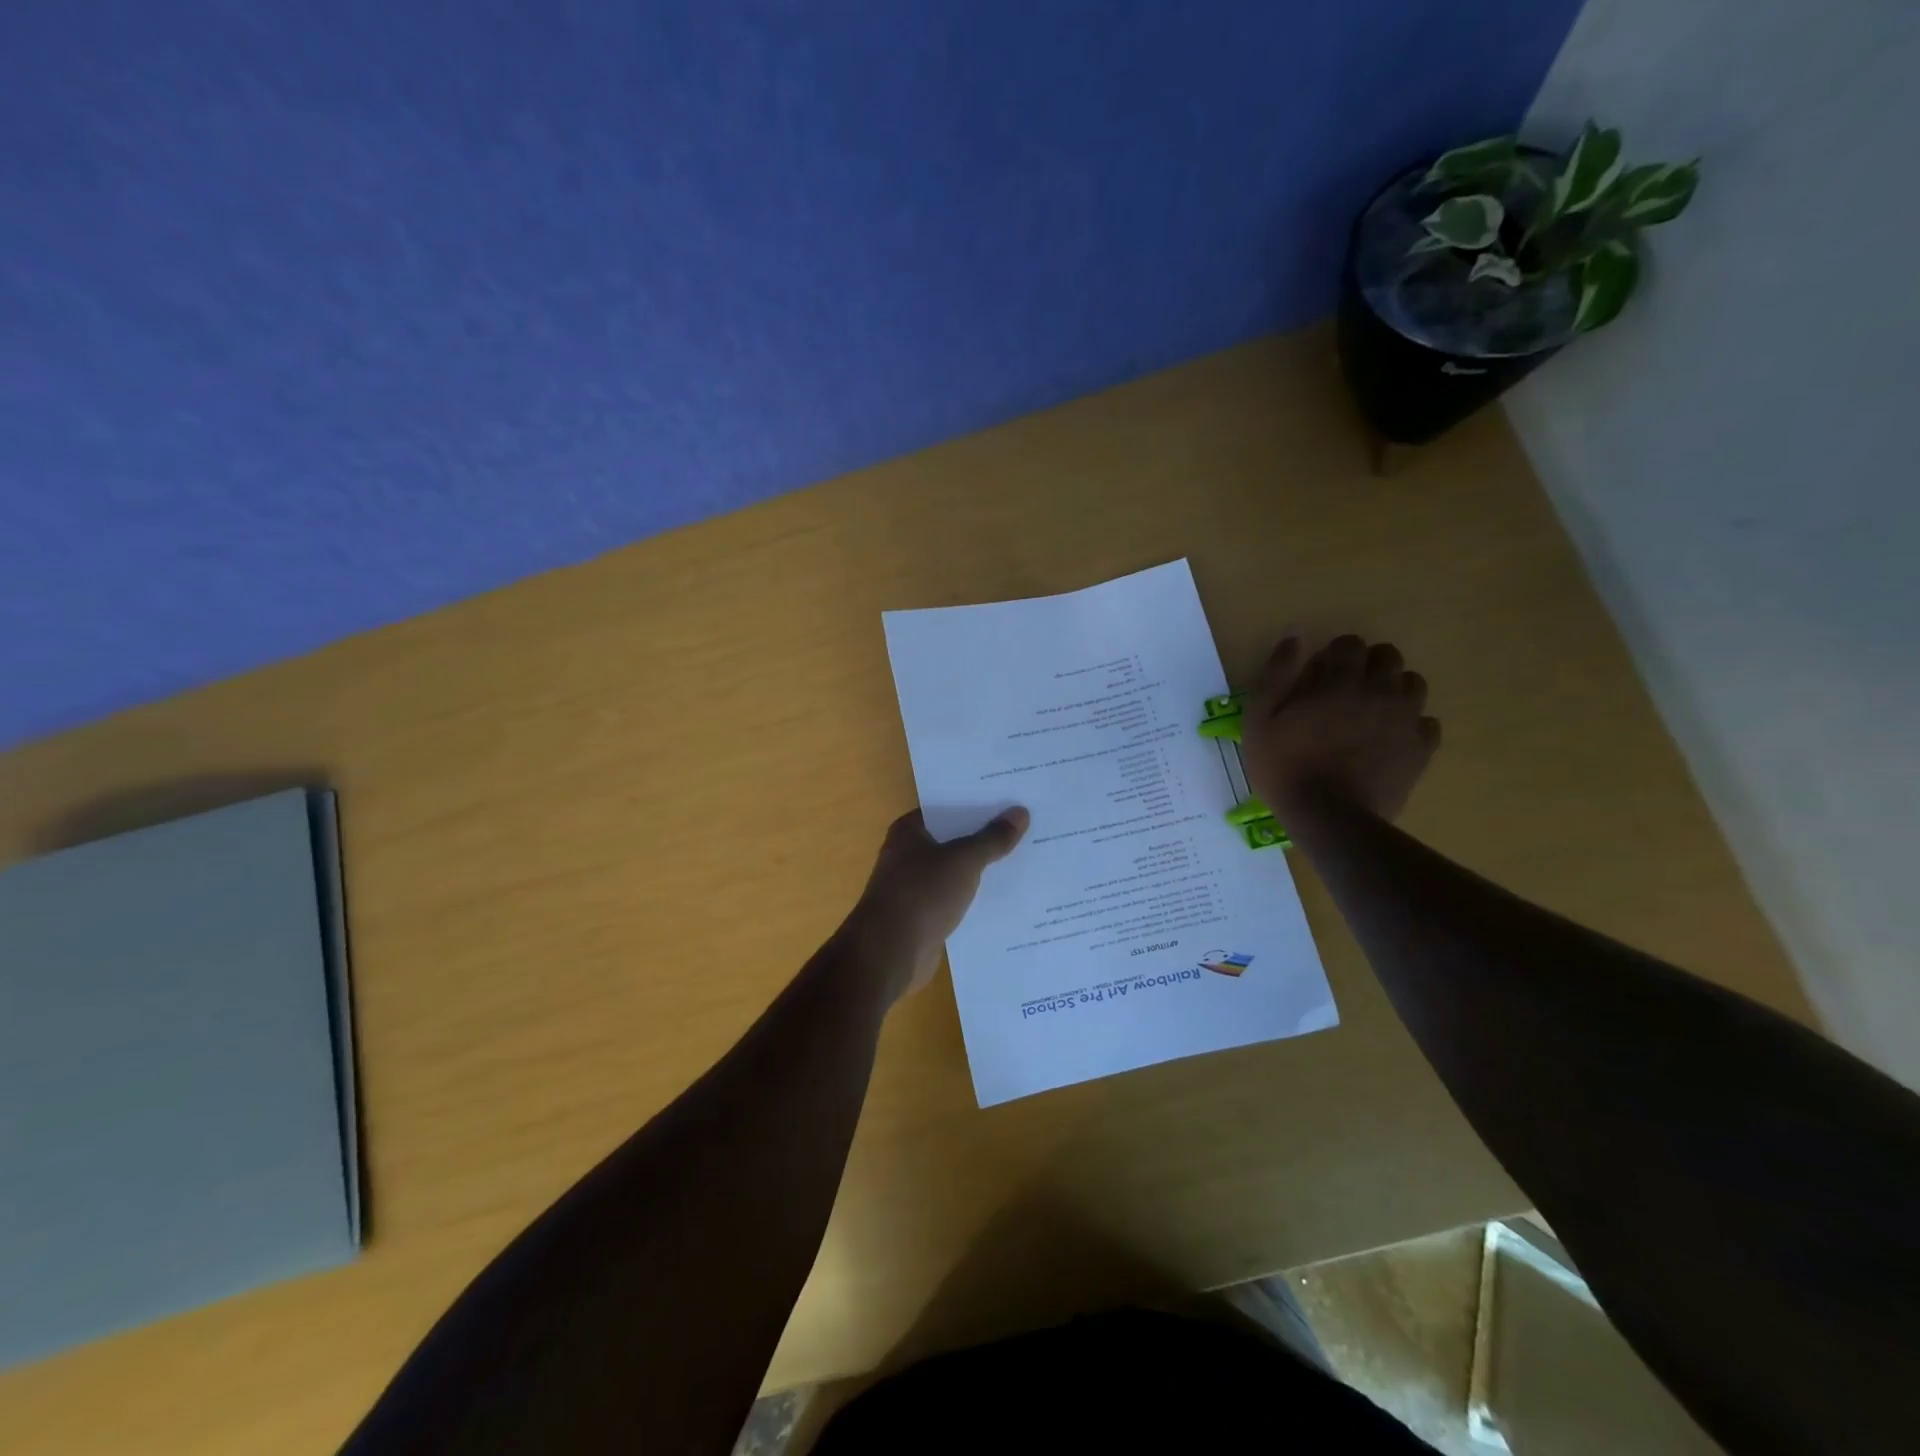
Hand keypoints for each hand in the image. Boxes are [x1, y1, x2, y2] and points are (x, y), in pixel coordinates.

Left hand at [840, 807, 1030, 1002]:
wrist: (890, 953)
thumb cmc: (921, 894)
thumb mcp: (963, 860)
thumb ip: (992, 838)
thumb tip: (1020, 811)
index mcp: (910, 831)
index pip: (948, 806)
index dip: (978, 802)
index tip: (1012, 798)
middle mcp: (909, 854)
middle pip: (955, 838)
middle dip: (987, 835)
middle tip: (1029, 825)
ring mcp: (915, 886)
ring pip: (957, 870)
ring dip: (984, 868)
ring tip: (1028, 858)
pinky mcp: (925, 915)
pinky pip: (957, 897)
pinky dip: (977, 896)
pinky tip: (1009, 895)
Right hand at [1242, 633, 1439, 821]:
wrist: (1329, 818)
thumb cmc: (1284, 767)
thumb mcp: (1259, 721)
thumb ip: (1275, 676)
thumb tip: (1294, 640)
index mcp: (1341, 682)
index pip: (1350, 644)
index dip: (1334, 654)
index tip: (1320, 672)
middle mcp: (1380, 692)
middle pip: (1388, 657)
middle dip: (1367, 664)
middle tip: (1346, 689)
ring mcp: (1406, 720)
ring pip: (1413, 684)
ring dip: (1393, 689)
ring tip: (1371, 712)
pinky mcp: (1421, 748)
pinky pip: (1427, 722)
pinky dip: (1411, 724)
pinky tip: (1390, 738)